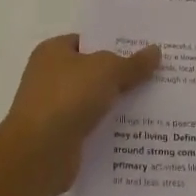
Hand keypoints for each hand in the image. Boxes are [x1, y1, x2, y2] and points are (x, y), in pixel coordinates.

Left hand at [0, 34, 160, 195]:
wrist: (38, 155)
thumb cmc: (67, 98)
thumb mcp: (107, 71)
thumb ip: (132, 63)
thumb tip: (156, 51)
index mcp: (53, 51)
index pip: (89, 41)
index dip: (116, 43)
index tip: (145, 49)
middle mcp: (50, 77)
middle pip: (94, 72)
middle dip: (122, 75)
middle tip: (157, 74)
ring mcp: (55, 109)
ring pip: (95, 101)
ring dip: (118, 104)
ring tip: (155, 102)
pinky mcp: (62, 138)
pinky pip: (93, 127)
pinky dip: (110, 128)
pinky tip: (138, 130)